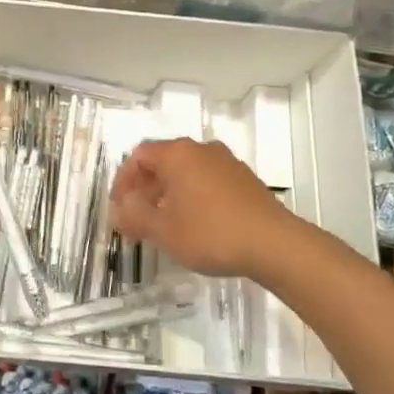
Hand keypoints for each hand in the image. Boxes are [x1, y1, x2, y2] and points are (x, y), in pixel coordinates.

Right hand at [109, 137, 297, 278]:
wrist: (274, 244)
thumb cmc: (211, 233)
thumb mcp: (164, 230)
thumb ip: (135, 216)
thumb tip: (118, 208)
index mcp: (177, 154)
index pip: (139, 156)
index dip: (123, 181)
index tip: (119, 208)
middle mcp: (201, 149)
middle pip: (162, 162)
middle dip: (145, 190)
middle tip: (137, 219)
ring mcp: (226, 162)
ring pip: (186, 172)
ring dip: (168, 194)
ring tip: (164, 224)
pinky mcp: (244, 179)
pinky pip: (207, 180)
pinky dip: (192, 196)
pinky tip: (195, 223)